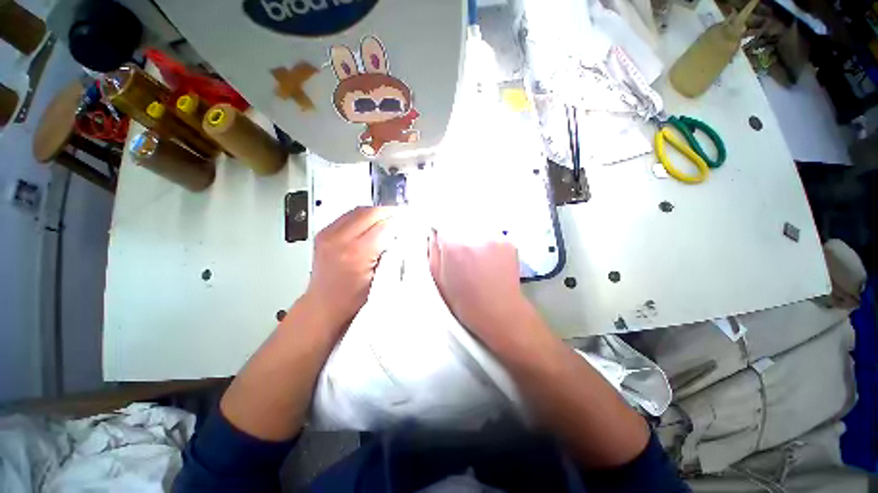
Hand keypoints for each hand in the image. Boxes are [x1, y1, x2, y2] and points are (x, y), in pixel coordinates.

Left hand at [304, 207, 394, 331]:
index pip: (384, 225)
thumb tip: (401, 234)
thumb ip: (391, 253)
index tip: (410, 220)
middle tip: (402, 215)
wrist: (324, 305)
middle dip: (389, 212)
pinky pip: (347, 215)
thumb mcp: (379, 278)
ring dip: (377, 212)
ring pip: (359, 210)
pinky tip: (371, 221)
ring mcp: (328, 234)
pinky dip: (363, 215)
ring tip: (389, 217)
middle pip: (370, 213)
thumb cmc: (352, 299)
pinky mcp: (323, 233)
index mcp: (356, 253)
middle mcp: (340, 239)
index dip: (399, 221)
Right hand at [429, 232, 535, 346]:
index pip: (443, 224)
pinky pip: (492, 235)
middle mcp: (474, 235)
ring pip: (477, 228)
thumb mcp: (438, 279)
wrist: (499, 312)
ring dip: (473, 236)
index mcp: (453, 245)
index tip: (444, 241)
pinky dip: (488, 242)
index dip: (443, 233)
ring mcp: (494, 237)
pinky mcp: (508, 242)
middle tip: (461, 252)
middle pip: (461, 222)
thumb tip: (434, 234)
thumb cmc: (464, 301)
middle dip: (458, 233)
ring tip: (476, 256)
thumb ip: (433, 251)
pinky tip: (489, 259)